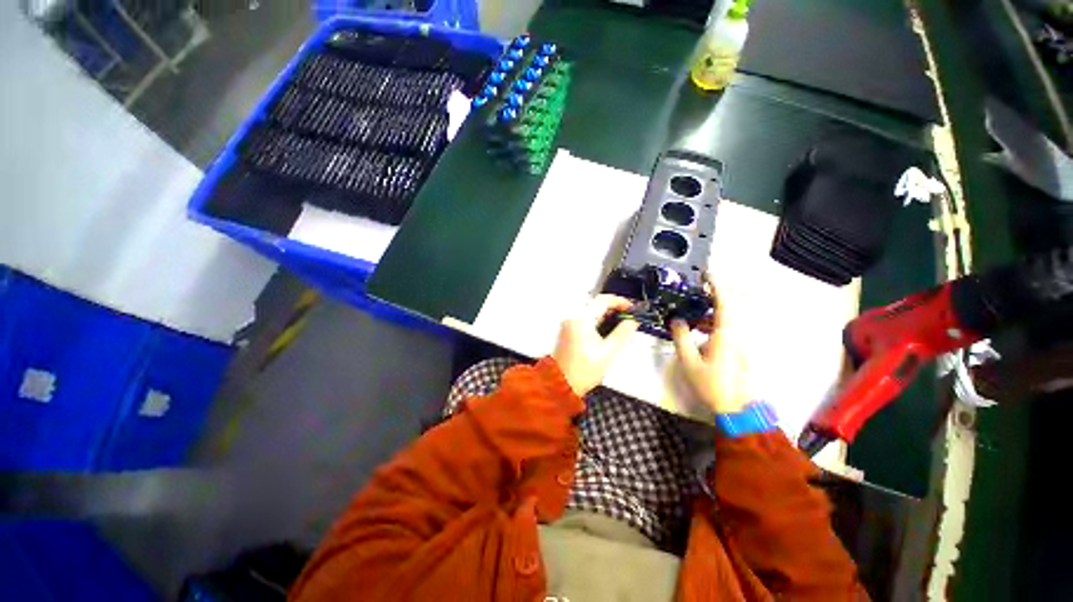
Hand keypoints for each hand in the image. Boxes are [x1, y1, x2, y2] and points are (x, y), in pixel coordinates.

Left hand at [553, 295, 639, 395]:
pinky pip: (585, 318)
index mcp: (582, 319)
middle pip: (596, 303)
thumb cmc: (583, 370)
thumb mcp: (608, 351)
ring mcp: (569, 323)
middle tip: (629, 316)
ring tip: (622, 323)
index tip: (632, 308)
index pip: (603, 300)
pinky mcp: (568, 330)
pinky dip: (597, 320)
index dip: (620, 302)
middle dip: (614, 307)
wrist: (562, 383)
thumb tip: (633, 321)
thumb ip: (623, 333)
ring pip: (591, 310)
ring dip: (606, 313)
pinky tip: (608, 329)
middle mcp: (573, 317)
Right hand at [671, 276, 751, 413]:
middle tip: (702, 286)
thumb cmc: (712, 385)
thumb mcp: (689, 362)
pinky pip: (737, 323)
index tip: (705, 273)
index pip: (725, 300)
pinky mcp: (748, 347)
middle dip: (722, 288)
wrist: (739, 409)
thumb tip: (677, 319)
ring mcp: (747, 340)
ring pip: (738, 312)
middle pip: (738, 301)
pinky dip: (722, 317)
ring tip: (699, 306)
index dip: (716, 283)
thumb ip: (681, 337)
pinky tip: (704, 326)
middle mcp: (742, 332)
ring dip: (721, 304)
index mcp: (727, 333)